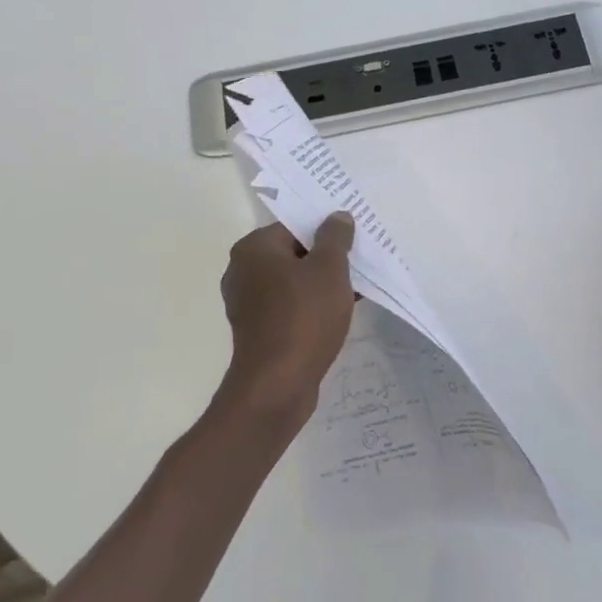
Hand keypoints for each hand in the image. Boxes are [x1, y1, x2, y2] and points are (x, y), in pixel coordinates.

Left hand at [217, 213, 355, 425]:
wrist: (277, 385)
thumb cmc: (304, 317)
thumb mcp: (329, 269)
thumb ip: (335, 237)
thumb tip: (337, 216)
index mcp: (254, 248)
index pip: (295, 226)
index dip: (327, 231)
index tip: (354, 241)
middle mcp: (243, 270)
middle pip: (293, 253)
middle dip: (326, 258)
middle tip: (358, 263)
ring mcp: (247, 302)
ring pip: (292, 281)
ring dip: (321, 284)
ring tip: (355, 289)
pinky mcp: (256, 329)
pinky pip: (288, 306)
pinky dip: (310, 306)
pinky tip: (338, 313)